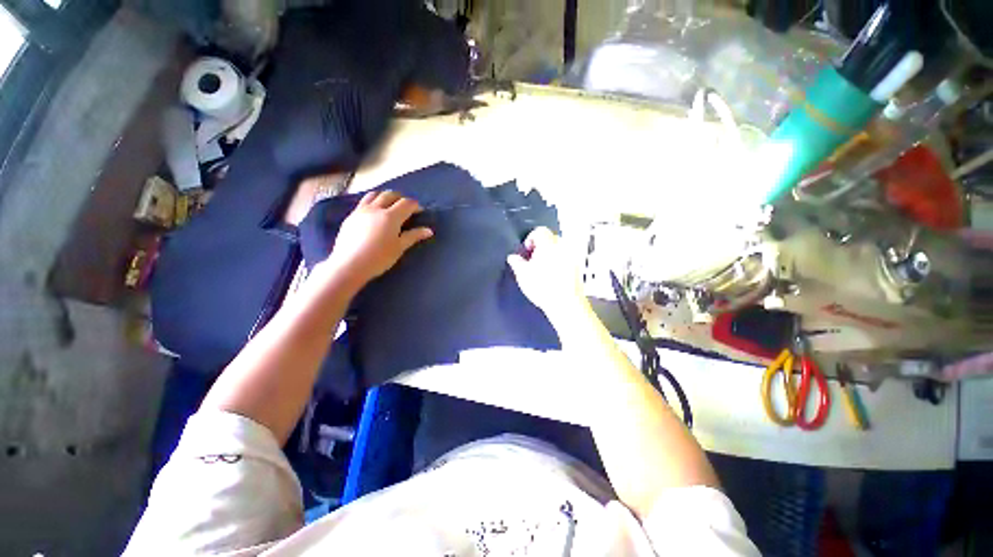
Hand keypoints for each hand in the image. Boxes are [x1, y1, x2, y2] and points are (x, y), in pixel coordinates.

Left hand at [321, 191, 432, 289]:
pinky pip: (363, 202)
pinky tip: (374, 213)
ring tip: (389, 205)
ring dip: (385, 196)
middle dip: (401, 198)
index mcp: (391, 216)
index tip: (420, 211)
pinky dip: (373, 202)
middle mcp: (376, 209)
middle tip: (406, 207)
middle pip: (390, 194)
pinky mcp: (351, 216)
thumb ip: (413, 236)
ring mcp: (361, 210)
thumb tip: (429, 230)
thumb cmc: (379, 258)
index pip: (406, 203)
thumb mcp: (399, 247)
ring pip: (374, 194)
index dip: (415, 205)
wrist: (349, 264)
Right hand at [507, 227, 588, 321]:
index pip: (540, 231)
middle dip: (541, 247)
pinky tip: (552, 276)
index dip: (530, 238)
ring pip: (559, 249)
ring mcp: (572, 257)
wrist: (565, 303)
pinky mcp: (578, 267)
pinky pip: (566, 259)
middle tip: (533, 260)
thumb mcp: (522, 274)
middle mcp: (562, 246)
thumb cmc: (543, 287)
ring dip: (550, 255)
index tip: (526, 250)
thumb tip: (513, 258)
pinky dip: (559, 263)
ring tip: (542, 269)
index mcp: (548, 244)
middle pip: (550, 238)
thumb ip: (516, 262)